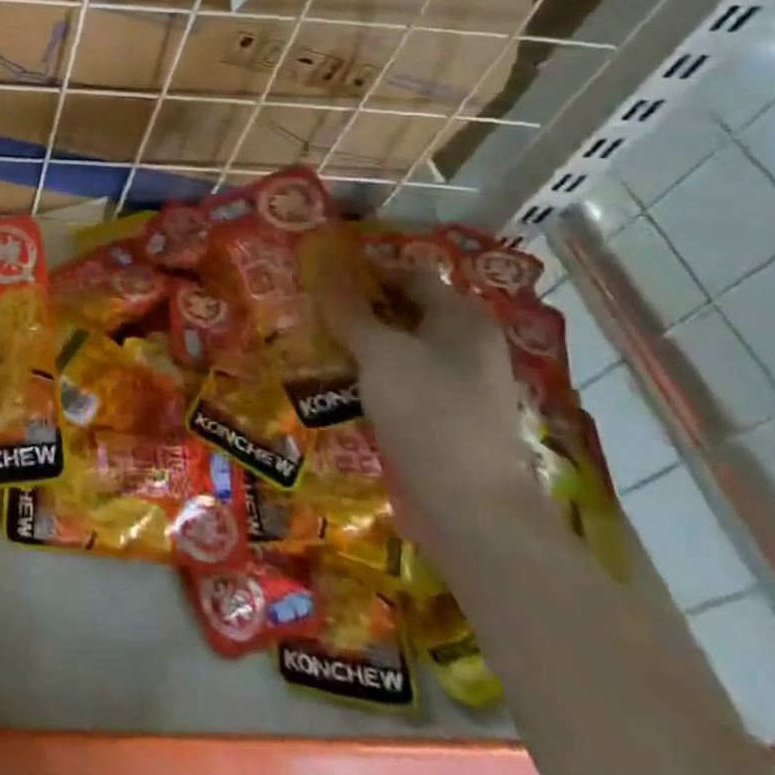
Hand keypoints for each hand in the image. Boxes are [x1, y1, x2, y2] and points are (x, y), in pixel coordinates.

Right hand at [314, 262, 542, 554]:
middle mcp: (465, 346)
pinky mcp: (439, 420)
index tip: (317, 275)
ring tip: (308, 342)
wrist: (469, 509)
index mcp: (463, 319)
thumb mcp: (380, 352)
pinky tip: (332, 383)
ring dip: (357, 347)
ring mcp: (455, 386)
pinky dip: (366, 380)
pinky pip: (396, 386)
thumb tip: (321, 265)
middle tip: (306, 308)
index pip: (409, 275)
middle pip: (402, 313)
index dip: (365, 272)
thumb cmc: (429, 412)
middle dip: (356, 310)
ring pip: (397, 352)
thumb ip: (349, 309)